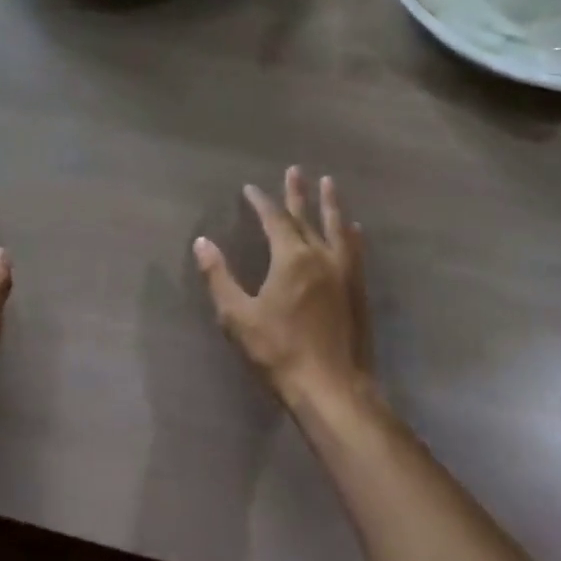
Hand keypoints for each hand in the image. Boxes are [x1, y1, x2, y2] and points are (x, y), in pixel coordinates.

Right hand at [193, 167, 372, 412]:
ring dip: (331, 206)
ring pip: (337, 229)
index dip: (261, 202)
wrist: (332, 390)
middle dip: (298, 194)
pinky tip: (354, 232)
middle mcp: (321, 257)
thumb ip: (219, 277)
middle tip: (296, 171)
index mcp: (291, 258)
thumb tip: (202, 242)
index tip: (250, 189)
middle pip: (307, 217)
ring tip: (330, 185)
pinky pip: (355, 252)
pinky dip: (350, 236)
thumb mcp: (237, 316)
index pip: (274, 220)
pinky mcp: (358, 293)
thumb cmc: (279, 352)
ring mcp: (345, 274)